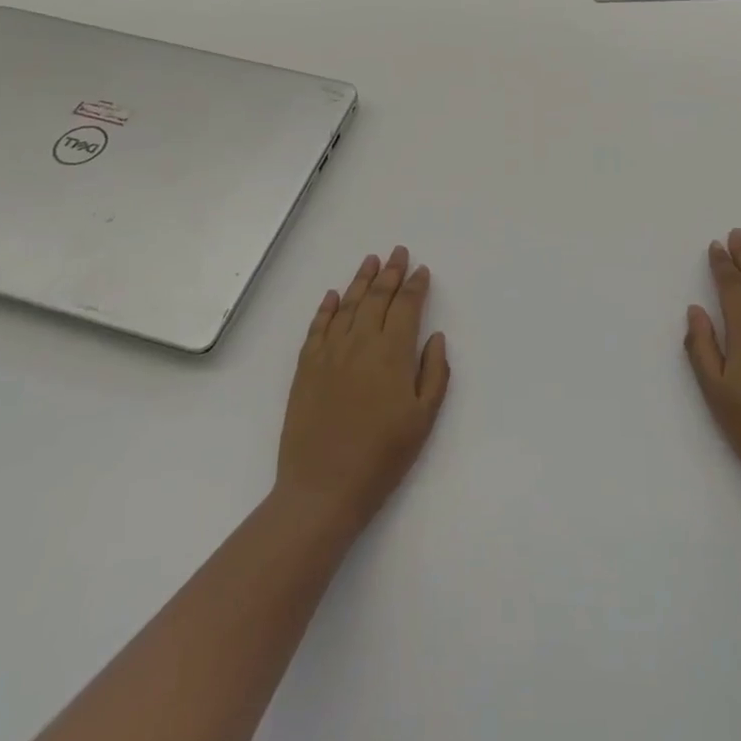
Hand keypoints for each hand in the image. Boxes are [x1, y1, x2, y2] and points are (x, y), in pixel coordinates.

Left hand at [276, 246, 449, 533]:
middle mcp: (360, 343)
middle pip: (377, 298)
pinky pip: (317, 327)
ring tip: (371, 261)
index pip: (406, 307)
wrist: (323, 488)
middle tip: (398, 252)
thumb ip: (434, 373)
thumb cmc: (382, 458)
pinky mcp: (306, 367)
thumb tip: (434, 336)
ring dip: (360, 280)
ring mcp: (330, 353)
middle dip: (390, 272)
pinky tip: (332, 295)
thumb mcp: (423, 420)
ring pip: (347, 305)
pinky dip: (326, 308)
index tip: (421, 270)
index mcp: (392, 353)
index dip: (415, 286)